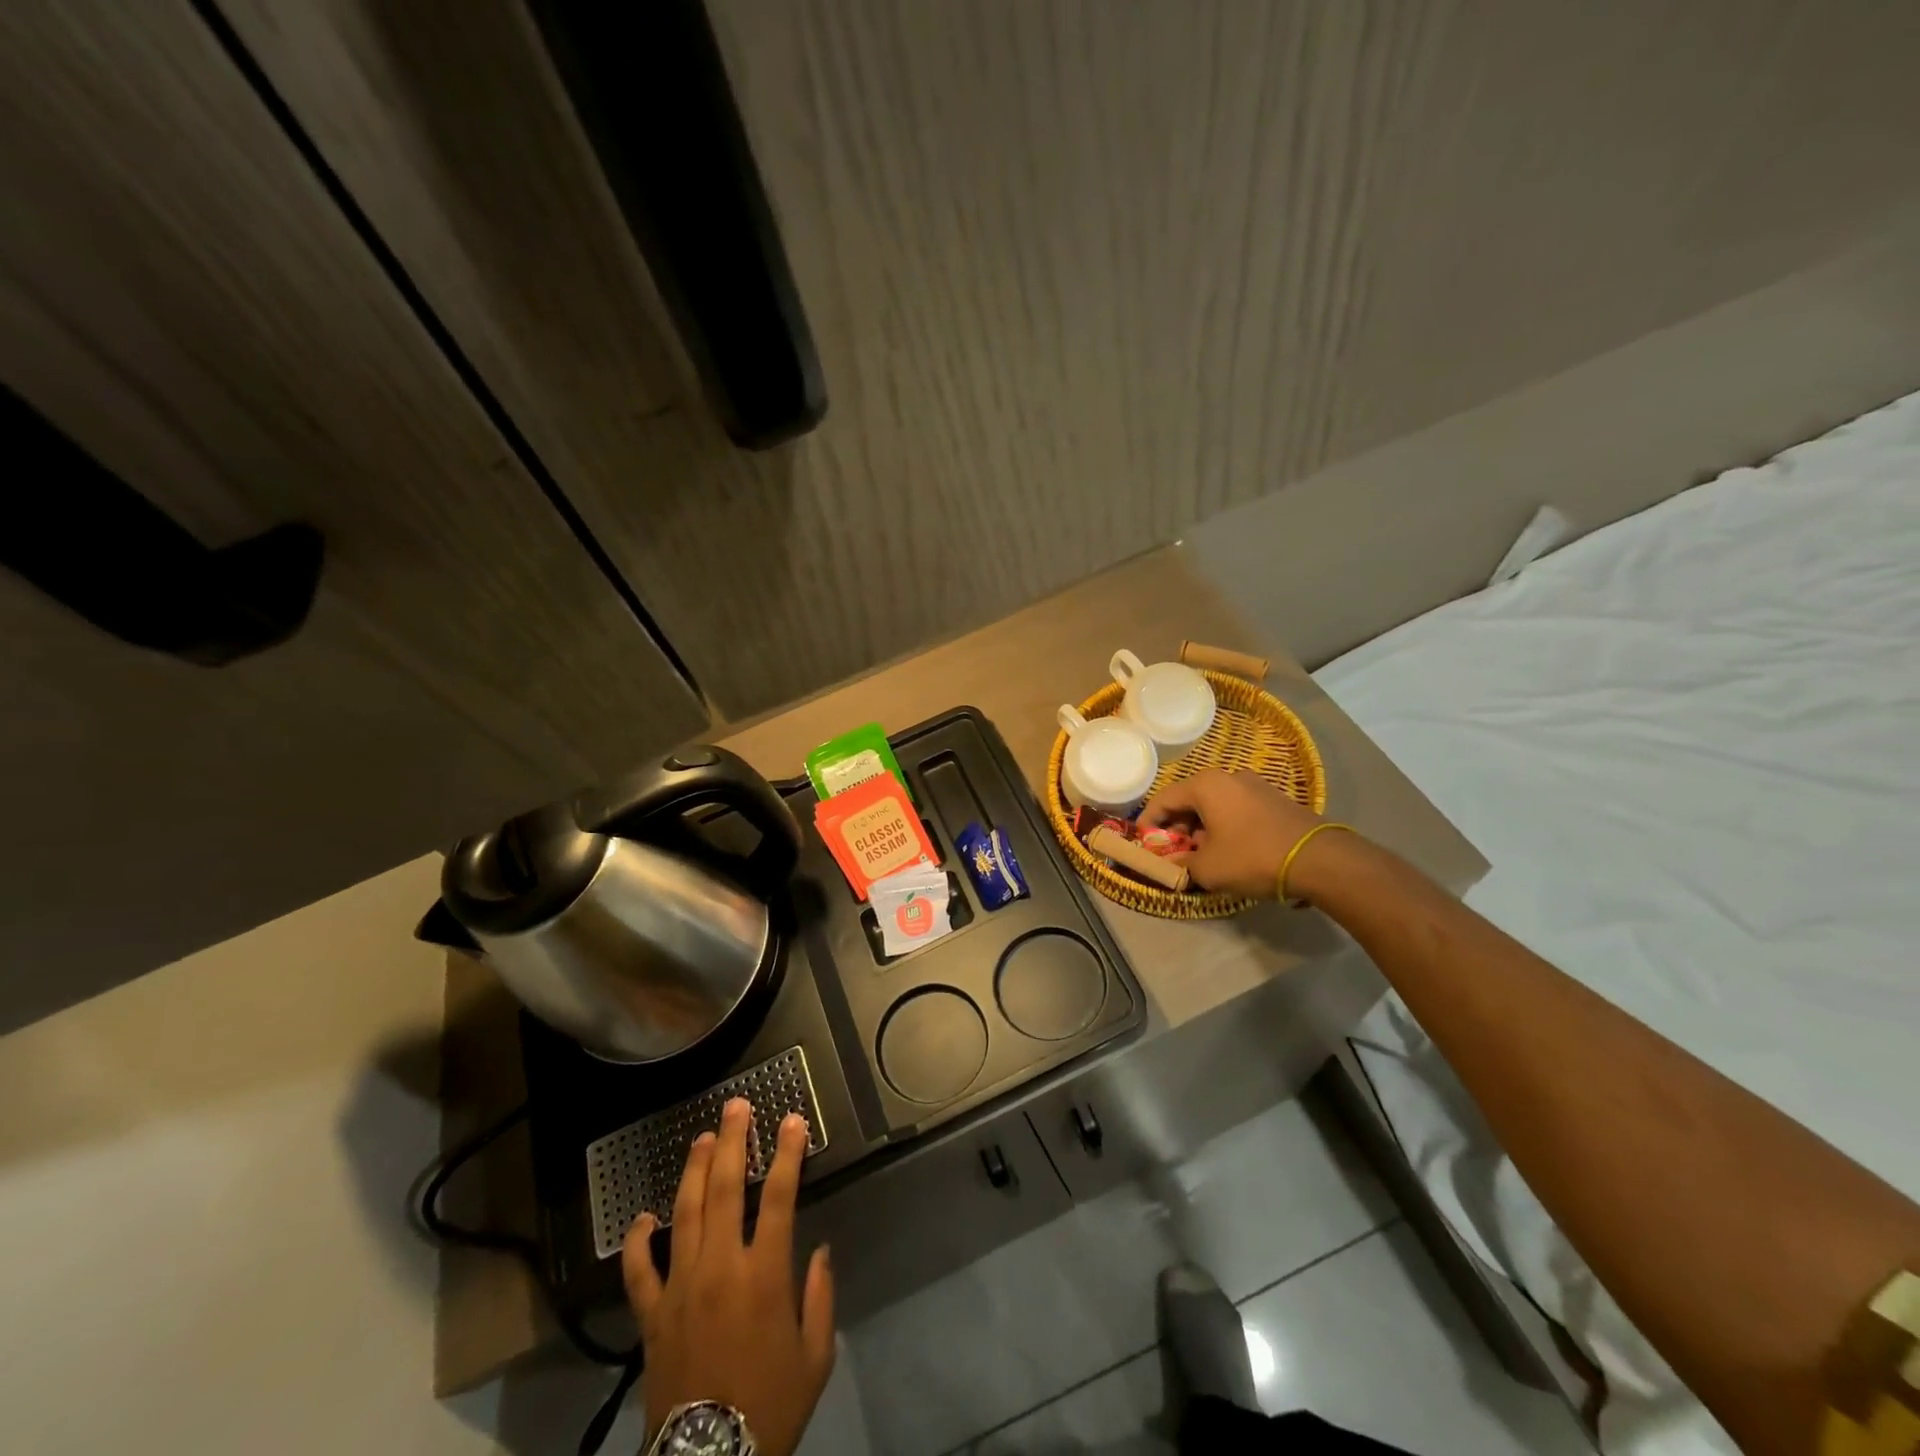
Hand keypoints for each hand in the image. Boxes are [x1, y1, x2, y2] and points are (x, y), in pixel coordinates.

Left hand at [624, 1097, 834, 1455]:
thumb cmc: (771, 1406)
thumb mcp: (816, 1356)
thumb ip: (821, 1296)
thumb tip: (820, 1250)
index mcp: (763, 1276)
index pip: (778, 1198)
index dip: (787, 1154)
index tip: (792, 1120)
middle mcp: (719, 1269)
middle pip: (723, 1190)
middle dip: (732, 1142)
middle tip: (736, 1106)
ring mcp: (680, 1289)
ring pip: (684, 1214)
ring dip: (693, 1170)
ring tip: (702, 1137)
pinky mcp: (652, 1317)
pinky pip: (639, 1272)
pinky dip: (638, 1242)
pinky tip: (643, 1217)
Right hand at [1140, 768, 1330, 898]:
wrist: (1318, 859)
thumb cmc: (1252, 857)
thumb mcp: (1207, 868)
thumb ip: (1181, 864)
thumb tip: (1174, 864)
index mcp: (1205, 785)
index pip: (1163, 799)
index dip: (1148, 822)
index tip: (1142, 843)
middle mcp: (1228, 777)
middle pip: (1189, 800)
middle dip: (1176, 827)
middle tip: (1172, 852)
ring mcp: (1255, 786)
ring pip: (1214, 805)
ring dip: (1201, 829)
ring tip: (1200, 856)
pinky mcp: (1274, 800)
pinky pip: (1236, 810)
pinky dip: (1224, 827)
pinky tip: (1228, 851)